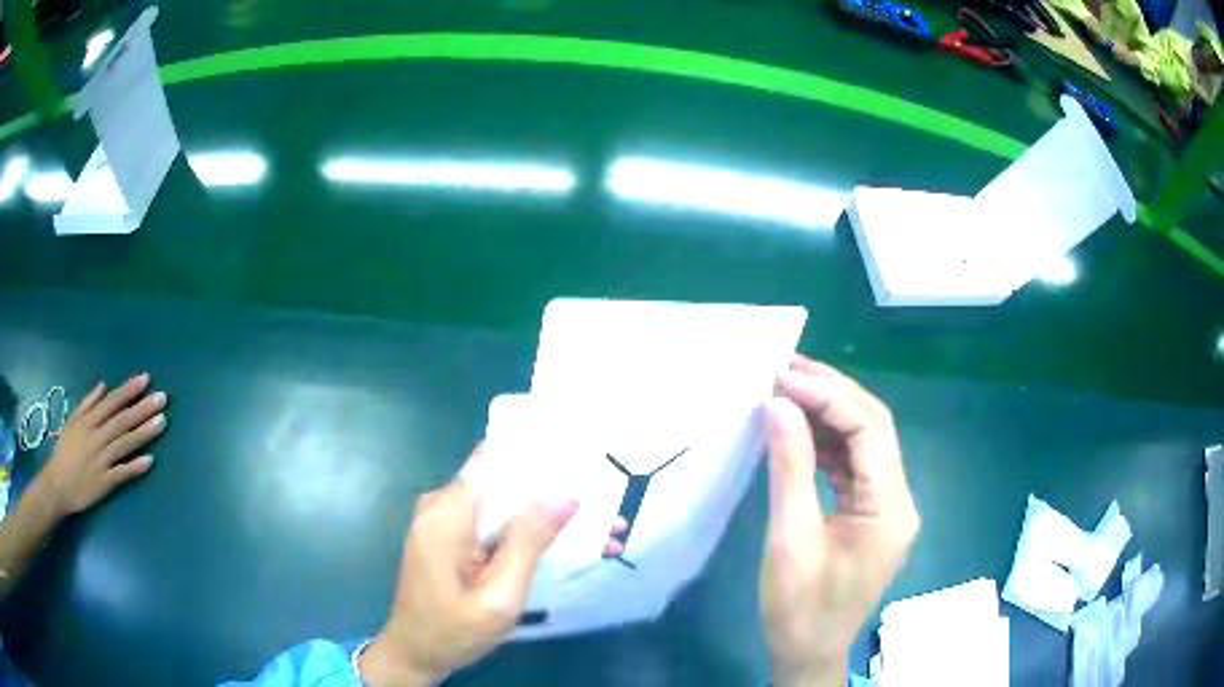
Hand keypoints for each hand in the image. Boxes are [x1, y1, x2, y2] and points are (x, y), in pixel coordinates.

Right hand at [36, 374, 166, 517]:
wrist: (58, 485)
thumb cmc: (64, 452)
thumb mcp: (72, 421)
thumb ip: (88, 404)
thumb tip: (104, 386)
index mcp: (88, 421)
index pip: (112, 402)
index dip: (129, 390)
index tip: (146, 379)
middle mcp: (96, 437)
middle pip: (122, 420)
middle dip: (142, 408)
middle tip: (163, 397)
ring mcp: (101, 460)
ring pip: (125, 443)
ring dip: (144, 432)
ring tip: (163, 421)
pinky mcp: (104, 482)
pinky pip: (121, 473)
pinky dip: (134, 467)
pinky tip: (150, 461)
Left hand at [360, 446, 578, 686]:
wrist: (413, 654)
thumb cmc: (454, 630)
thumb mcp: (499, 596)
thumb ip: (528, 543)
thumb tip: (565, 495)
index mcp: (447, 514)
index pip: (492, 459)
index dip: (533, 454)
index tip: (577, 456)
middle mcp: (439, 505)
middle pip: (497, 479)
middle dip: (545, 488)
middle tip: (597, 501)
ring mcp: (438, 520)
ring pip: (495, 501)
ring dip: (535, 511)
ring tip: (587, 525)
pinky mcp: (443, 535)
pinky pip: (485, 519)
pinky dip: (516, 527)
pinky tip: (551, 544)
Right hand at [761, 358, 919, 686]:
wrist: (807, 654)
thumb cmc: (798, 608)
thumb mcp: (791, 539)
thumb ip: (790, 468)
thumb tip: (778, 405)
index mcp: (891, 509)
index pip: (870, 432)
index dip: (829, 397)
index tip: (783, 377)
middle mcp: (899, 500)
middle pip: (874, 429)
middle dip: (832, 394)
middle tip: (785, 369)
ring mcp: (887, 507)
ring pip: (864, 444)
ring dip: (828, 414)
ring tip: (786, 389)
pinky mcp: (871, 515)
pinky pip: (853, 466)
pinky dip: (826, 443)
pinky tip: (797, 430)